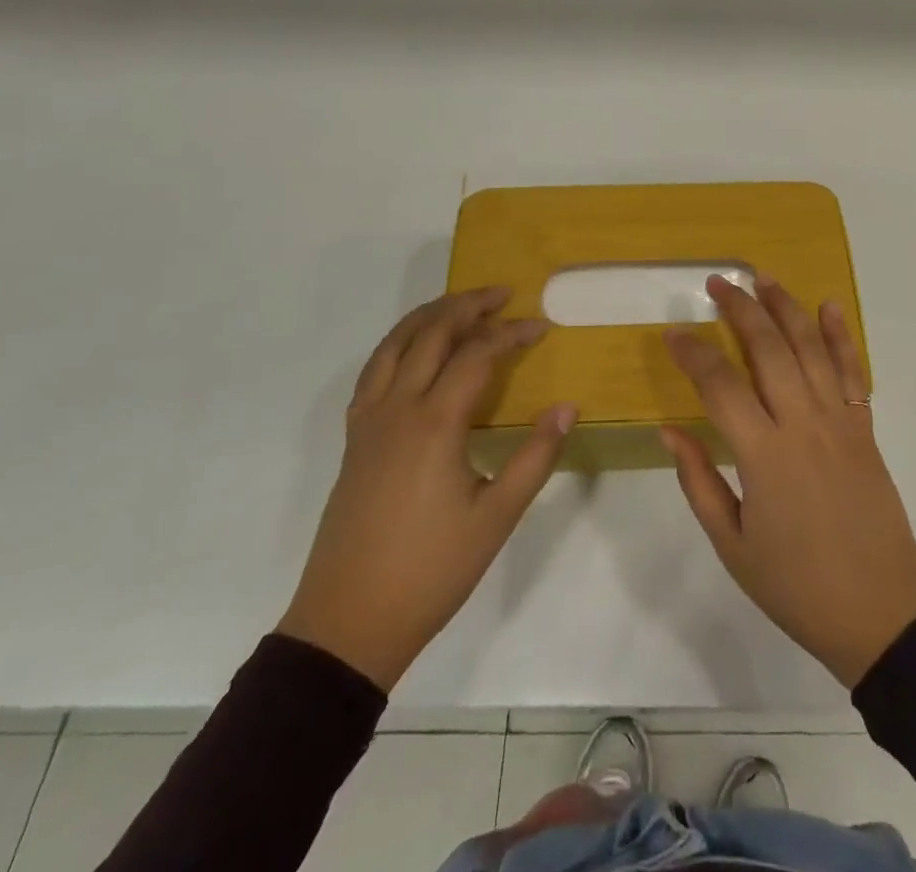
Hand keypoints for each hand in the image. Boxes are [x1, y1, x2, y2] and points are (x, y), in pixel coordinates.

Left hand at [278, 287, 575, 691]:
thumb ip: (535, 455)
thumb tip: (566, 406)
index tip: (541, 326)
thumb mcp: (497, 517)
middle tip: (503, 295)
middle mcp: (397, 407)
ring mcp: (369, 420)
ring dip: (430, 316)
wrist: (348, 621)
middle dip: (469, 306)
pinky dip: (399, 344)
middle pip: (431, 333)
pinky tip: (415, 352)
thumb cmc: (431, 571)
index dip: (511, 334)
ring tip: (461, 306)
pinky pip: (374, 369)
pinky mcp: (354, 438)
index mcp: (435, 423)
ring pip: (395, 343)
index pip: (477, 354)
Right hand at [661, 278, 915, 687]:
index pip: (720, 385)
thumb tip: (670, 430)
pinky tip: (830, 306)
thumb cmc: (797, 585)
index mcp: (763, 455)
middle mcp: (802, 424)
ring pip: (810, 348)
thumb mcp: (733, 545)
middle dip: (741, 309)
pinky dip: (841, 336)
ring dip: (786, 307)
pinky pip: (852, 372)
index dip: (693, 353)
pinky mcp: (864, 429)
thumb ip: (699, 481)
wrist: (882, 612)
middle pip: (769, 349)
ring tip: (763, 277)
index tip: (673, 333)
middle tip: (718, 283)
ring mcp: (839, 421)